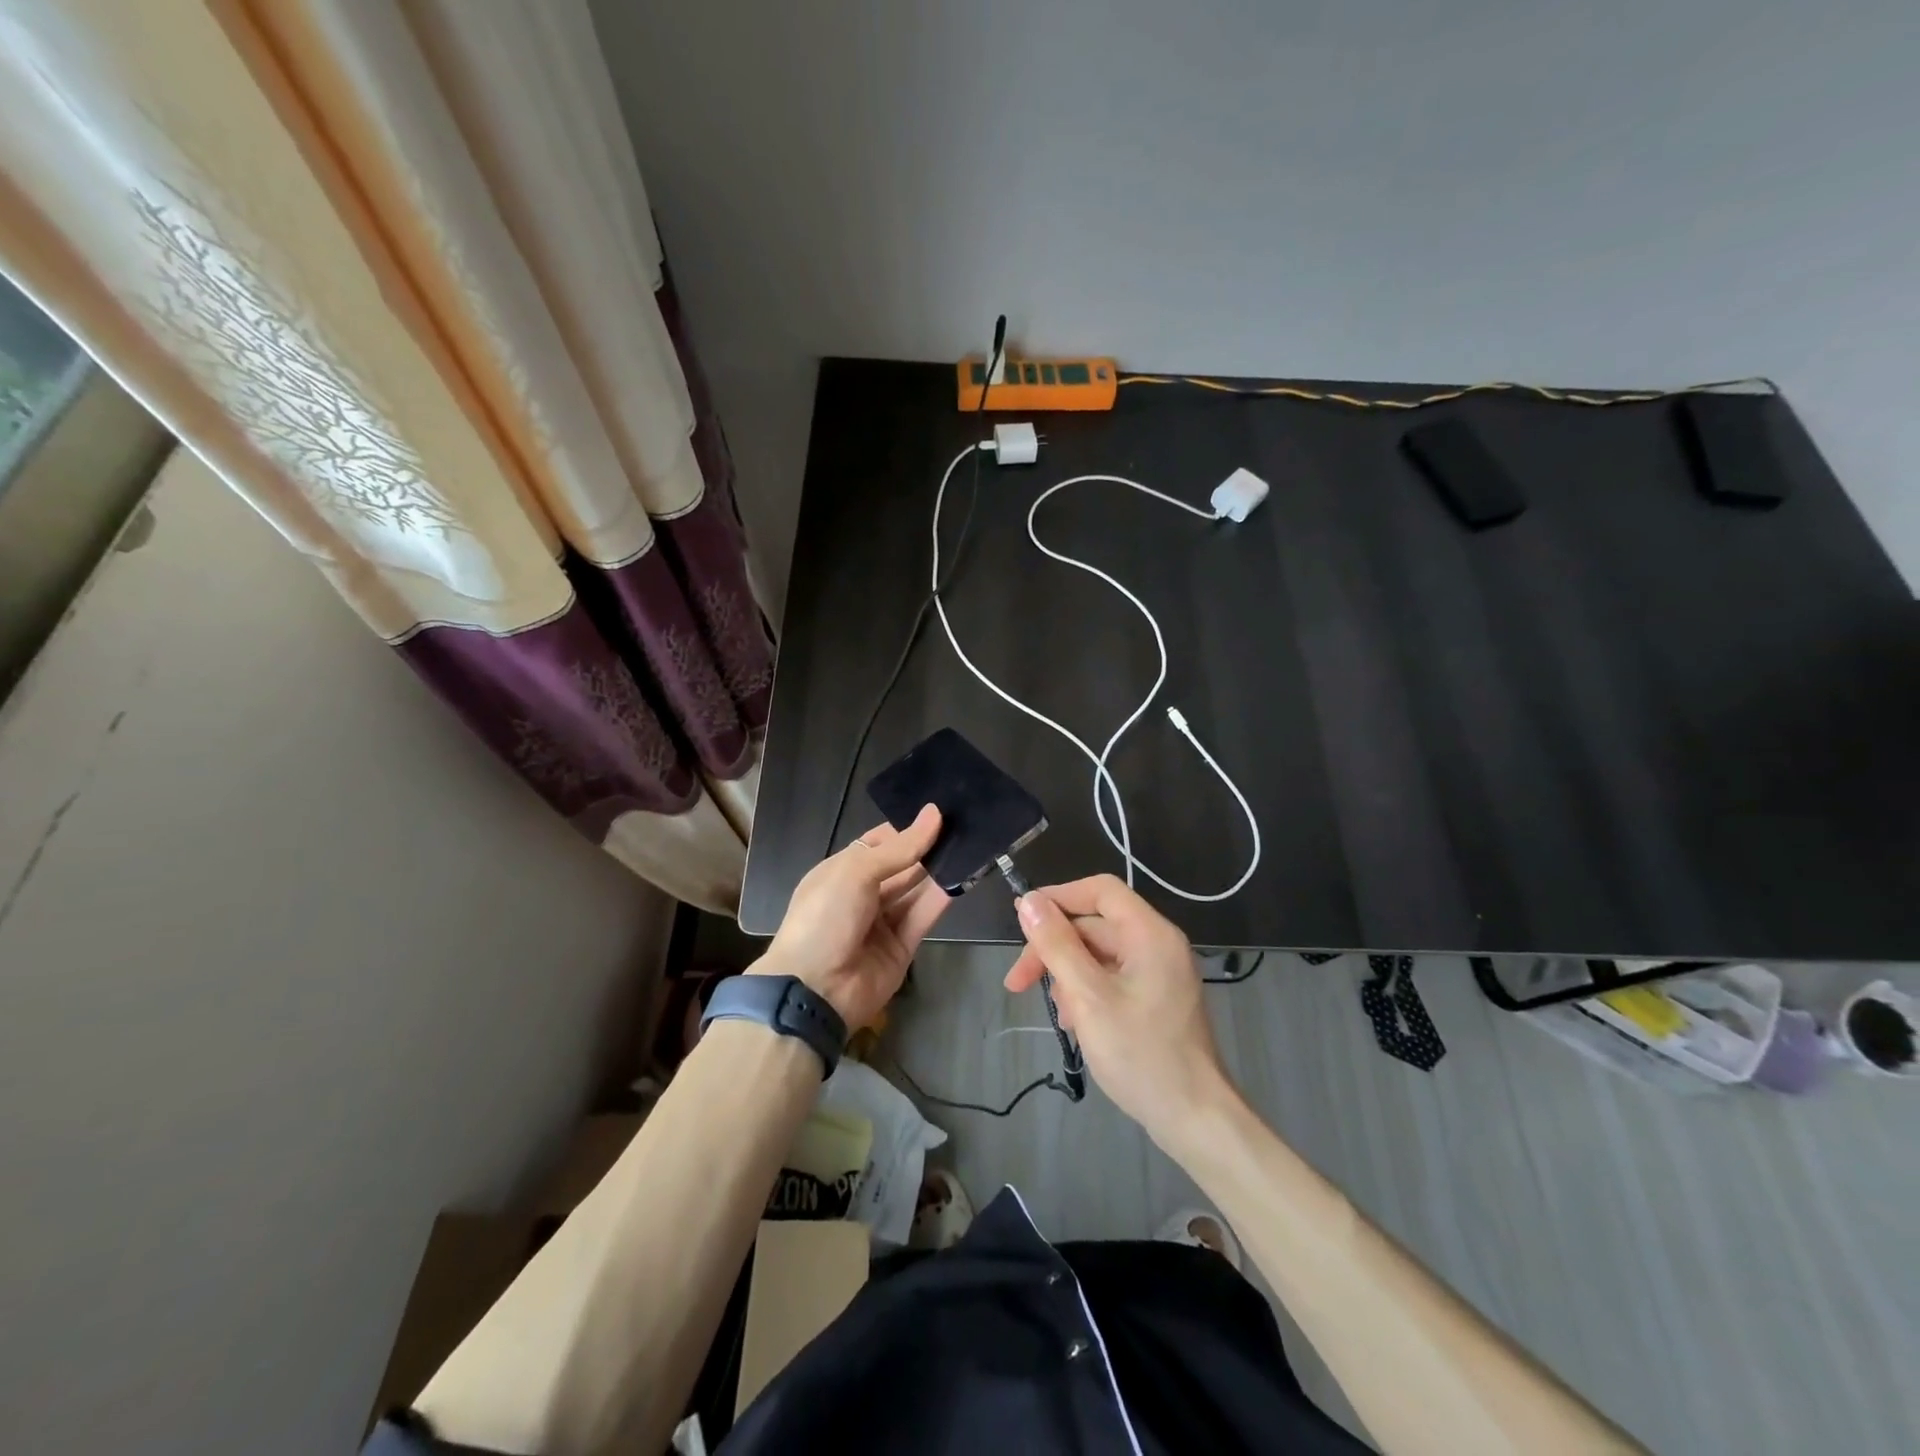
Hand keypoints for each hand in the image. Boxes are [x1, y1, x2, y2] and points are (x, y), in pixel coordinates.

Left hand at [753, 805, 949, 1031]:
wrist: (815, 990)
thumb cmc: (825, 917)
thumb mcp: (856, 872)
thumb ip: (900, 847)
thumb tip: (934, 813)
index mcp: (841, 872)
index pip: (879, 843)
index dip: (906, 829)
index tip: (939, 813)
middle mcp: (863, 894)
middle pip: (901, 866)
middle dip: (927, 848)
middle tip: (964, 825)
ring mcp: (882, 922)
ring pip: (915, 890)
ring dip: (939, 870)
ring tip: (971, 844)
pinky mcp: (902, 947)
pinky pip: (924, 916)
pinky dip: (942, 898)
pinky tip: (964, 876)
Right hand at [1005, 874, 1232, 1146]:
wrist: (1193, 1118)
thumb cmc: (1140, 1053)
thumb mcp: (1088, 997)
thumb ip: (1057, 945)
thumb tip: (1029, 902)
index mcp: (1150, 933)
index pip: (1100, 890)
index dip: (1059, 897)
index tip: (1023, 918)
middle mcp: (1157, 944)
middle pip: (1095, 925)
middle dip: (1054, 949)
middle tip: (1018, 982)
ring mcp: (1159, 972)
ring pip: (1099, 955)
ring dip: (1068, 975)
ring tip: (1056, 1013)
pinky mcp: (1155, 998)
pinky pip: (1111, 978)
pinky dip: (1086, 991)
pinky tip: (1074, 1023)